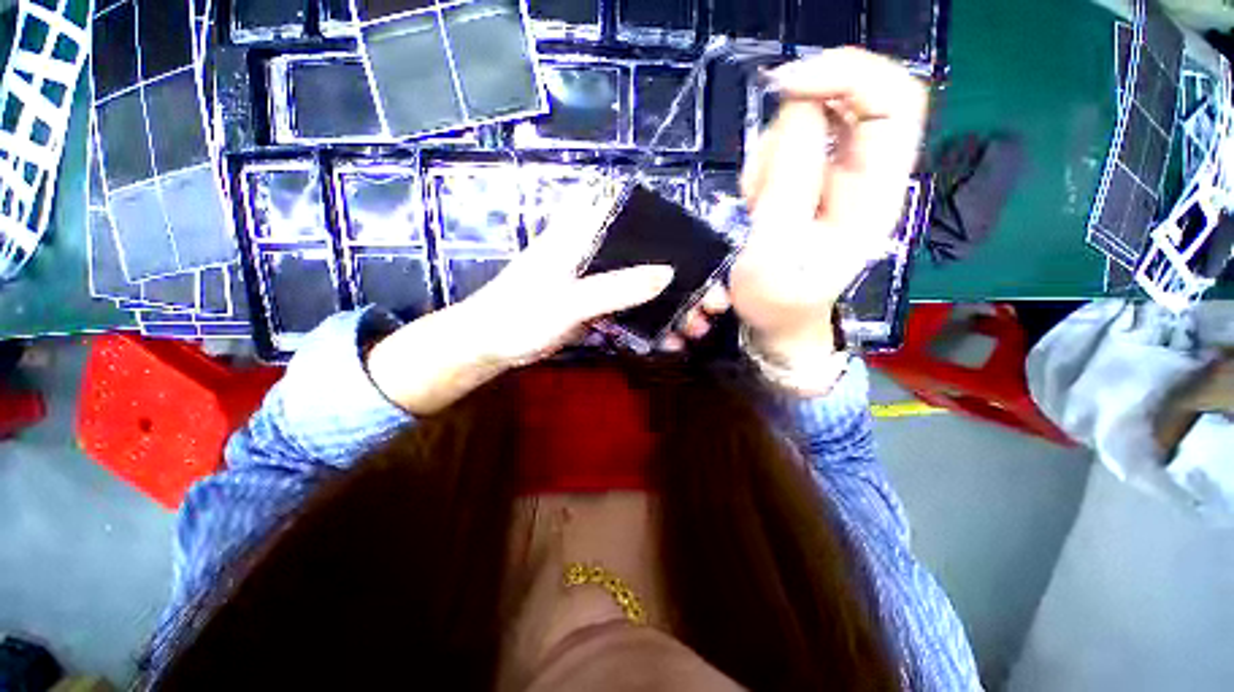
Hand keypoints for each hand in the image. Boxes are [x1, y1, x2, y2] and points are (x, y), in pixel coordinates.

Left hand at [366, 200, 725, 414]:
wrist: (490, 345)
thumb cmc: (519, 315)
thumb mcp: (568, 301)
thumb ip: (615, 287)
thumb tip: (669, 274)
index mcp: (583, 235)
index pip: (633, 214)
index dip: (671, 227)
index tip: (703, 251)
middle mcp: (594, 252)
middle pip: (649, 258)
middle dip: (683, 281)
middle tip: (712, 304)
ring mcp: (596, 281)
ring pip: (643, 287)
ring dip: (671, 308)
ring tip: (695, 330)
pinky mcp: (595, 306)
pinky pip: (631, 311)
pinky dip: (651, 326)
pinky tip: (669, 342)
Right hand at [730, 48, 927, 361]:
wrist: (777, 322)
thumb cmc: (777, 302)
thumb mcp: (775, 252)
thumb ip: (790, 184)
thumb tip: (800, 108)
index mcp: (874, 195)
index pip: (894, 102)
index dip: (847, 75)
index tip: (787, 86)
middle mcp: (865, 175)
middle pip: (849, 101)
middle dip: (791, 126)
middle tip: (758, 177)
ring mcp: (837, 176)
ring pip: (809, 122)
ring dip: (771, 154)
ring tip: (755, 205)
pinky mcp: (810, 182)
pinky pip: (788, 146)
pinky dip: (764, 165)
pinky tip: (756, 202)